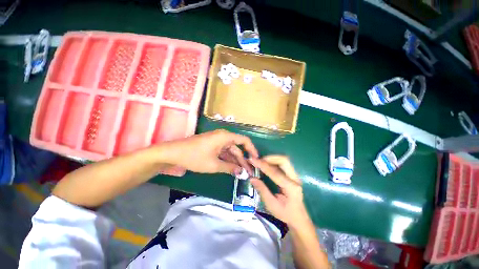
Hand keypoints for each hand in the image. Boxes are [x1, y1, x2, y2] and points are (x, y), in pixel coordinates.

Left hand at [162, 129, 258, 174]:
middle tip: (250, 172)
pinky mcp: (212, 146)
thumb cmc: (195, 157)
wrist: (173, 154)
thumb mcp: (214, 165)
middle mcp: (223, 137)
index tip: (256, 160)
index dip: (252, 149)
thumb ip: (230, 168)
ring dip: (236, 162)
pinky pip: (224, 153)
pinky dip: (228, 161)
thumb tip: (242, 173)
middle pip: (237, 148)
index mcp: (225, 137)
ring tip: (242, 173)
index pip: (244, 140)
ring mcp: (217, 142)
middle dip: (244, 160)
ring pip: (231, 152)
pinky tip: (233, 169)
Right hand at [250, 156, 310, 227]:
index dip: (263, 165)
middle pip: (284, 161)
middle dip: (270, 158)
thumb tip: (252, 178)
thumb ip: (262, 190)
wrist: (299, 219)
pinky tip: (267, 165)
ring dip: (272, 159)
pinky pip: (283, 165)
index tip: (253, 160)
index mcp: (290, 187)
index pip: (275, 172)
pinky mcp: (293, 176)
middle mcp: (295, 179)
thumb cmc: (285, 214)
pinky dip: (274, 162)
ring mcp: (295, 176)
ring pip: (284, 161)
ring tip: (261, 162)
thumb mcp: (272, 205)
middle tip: (259, 160)